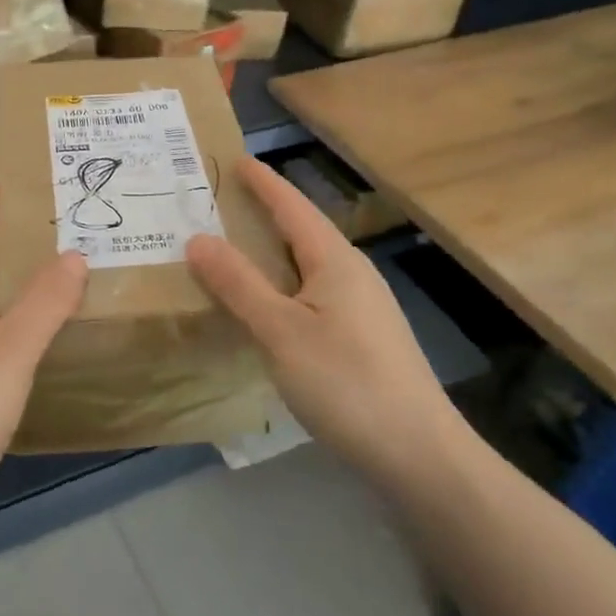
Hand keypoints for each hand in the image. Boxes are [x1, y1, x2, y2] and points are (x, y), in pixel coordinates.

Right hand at [185, 158, 466, 481]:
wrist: (418, 455)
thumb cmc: (346, 383)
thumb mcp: (281, 331)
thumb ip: (238, 284)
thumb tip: (197, 239)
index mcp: (335, 261)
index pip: (292, 207)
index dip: (263, 183)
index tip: (234, 160)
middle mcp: (351, 275)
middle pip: (301, 232)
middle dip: (261, 215)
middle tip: (217, 206)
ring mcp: (360, 309)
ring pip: (306, 267)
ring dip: (269, 254)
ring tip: (230, 251)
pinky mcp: (361, 339)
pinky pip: (310, 295)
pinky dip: (279, 287)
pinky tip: (263, 307)